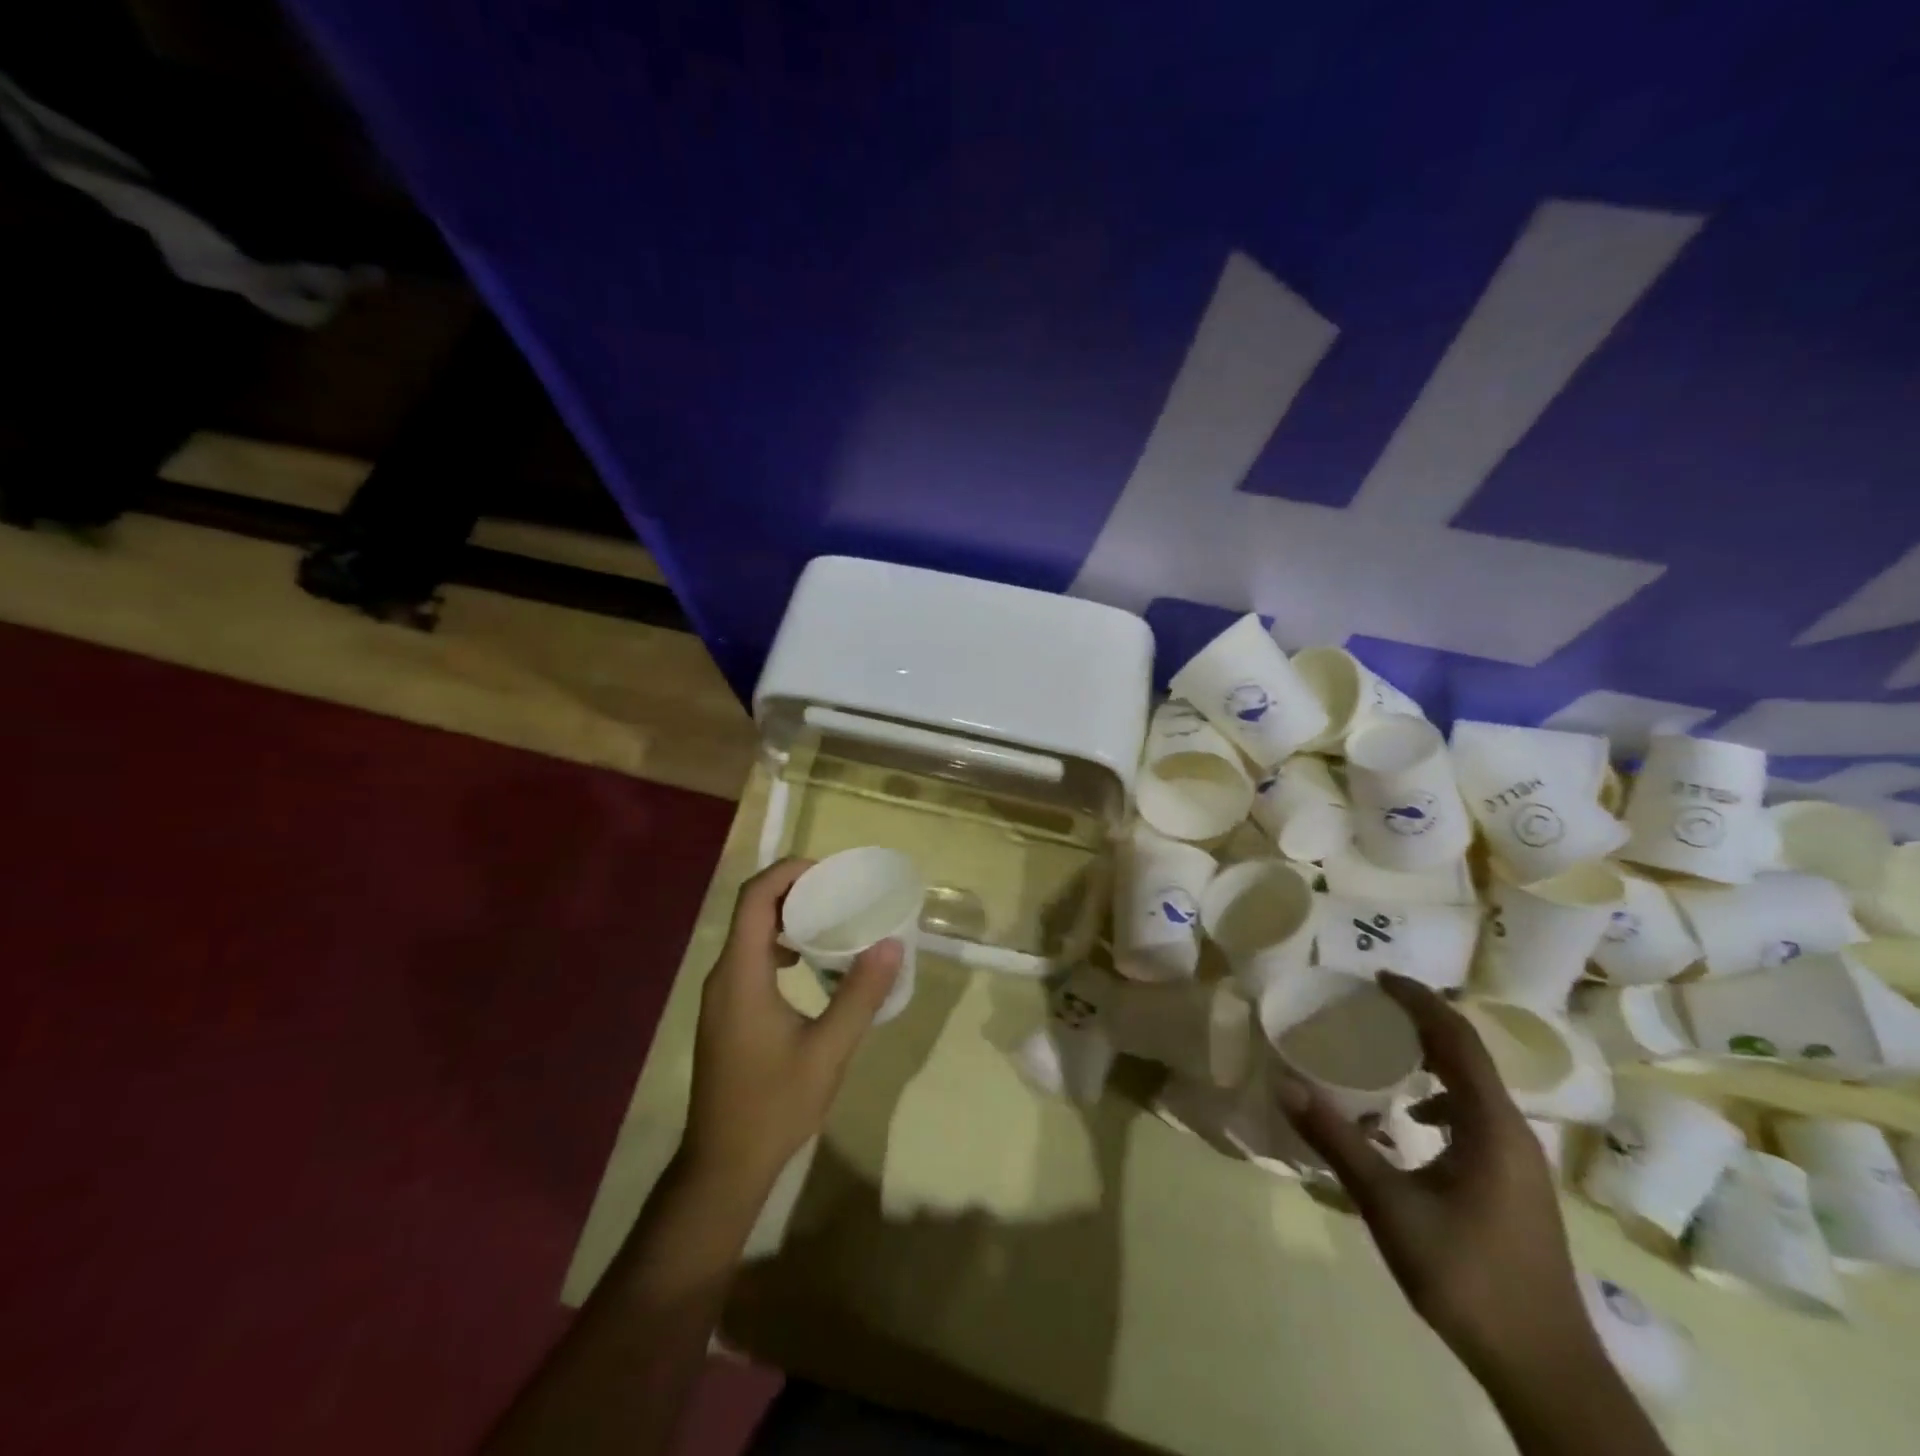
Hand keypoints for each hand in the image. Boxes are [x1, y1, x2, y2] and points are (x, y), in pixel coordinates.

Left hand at [682, 858, 900, 1195]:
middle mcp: (723, 976)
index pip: (754, 898)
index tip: (829, 872)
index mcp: (742, 975)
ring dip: (787, 919)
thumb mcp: (828, 1051)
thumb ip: (860, 995)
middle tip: (840, 893)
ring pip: (750, 936)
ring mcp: (720, 997)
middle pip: (752, 910)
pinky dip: (780, 947)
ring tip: (832, 922)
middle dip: (794, 891)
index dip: (788, 873)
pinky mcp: (725, 1014)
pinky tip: (809, 967)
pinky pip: (750, 960)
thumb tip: (891, 945)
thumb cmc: (774, 1106)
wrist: (723, 1165)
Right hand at [1274, 973, 1597, 1382]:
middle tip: (1372, 1006)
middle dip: (1422, 1022)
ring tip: (1386, 1051)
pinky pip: (1476, 1116)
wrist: (1546, 1369)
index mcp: (1491, 1125)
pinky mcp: (1516, 1184)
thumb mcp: (1389, 1204)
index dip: (1419, 1001)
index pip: (1457, 1039)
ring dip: (1433, 1059)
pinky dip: (1442, 1098)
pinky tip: (1411, 1123)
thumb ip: (1337, 1139)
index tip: (1378, 978)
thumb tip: (1284, 1082)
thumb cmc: (1467, 1276)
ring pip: (1475, 1087)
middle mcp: (1512, 1132)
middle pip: (1469, 1056)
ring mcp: (1520, 1161)